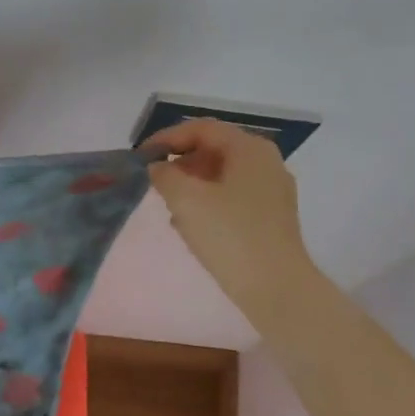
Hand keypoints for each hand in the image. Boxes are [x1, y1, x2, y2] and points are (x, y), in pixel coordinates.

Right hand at [146, 118, 315, 312]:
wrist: (274, 286)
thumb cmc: (229, 235)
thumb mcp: (186, 200)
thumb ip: (165, 175)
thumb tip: (157, 167)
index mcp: (249, 149)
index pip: (202, 129)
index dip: (166, 138)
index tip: (140, 157)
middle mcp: (265, 162)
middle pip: (214, 149)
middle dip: (179, 162)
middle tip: (153, 182)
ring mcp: (271, 191)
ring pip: (222, 175)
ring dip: (191, 184)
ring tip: (167, 205)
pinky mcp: (270, 217)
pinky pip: (232, 197)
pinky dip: (207, 202)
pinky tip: (190, 225)